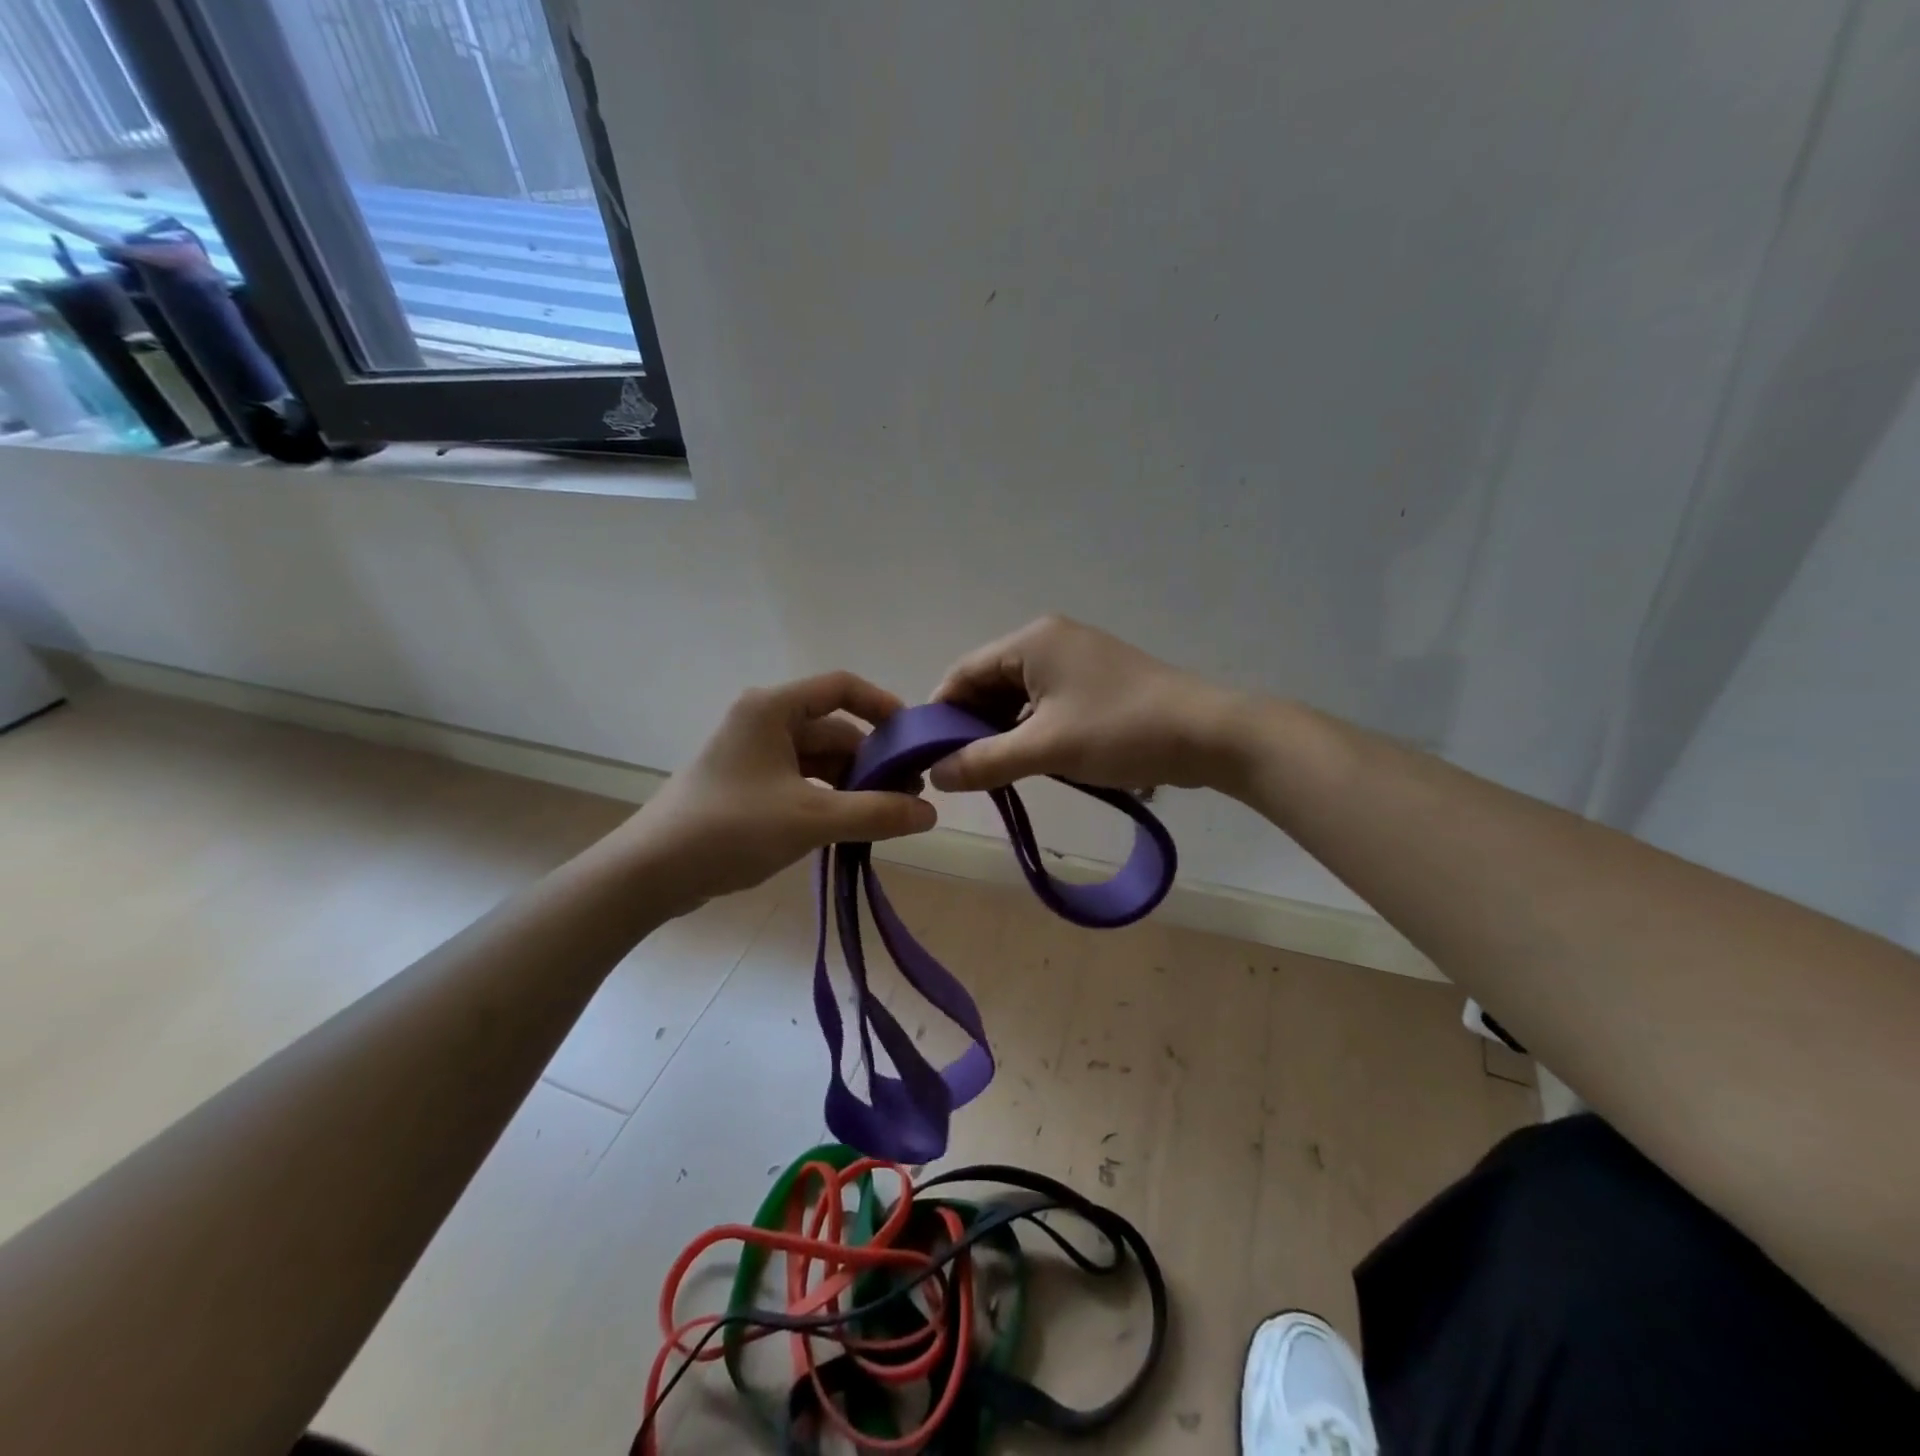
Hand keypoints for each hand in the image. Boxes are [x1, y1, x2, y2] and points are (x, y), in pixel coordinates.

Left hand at [618, 671, 936, 913]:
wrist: (651, 873)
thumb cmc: (730, 829)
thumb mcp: (811, 819)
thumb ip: (876, 813)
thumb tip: (931, 813)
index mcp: (772, 709)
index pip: (841, 687)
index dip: (883, 706)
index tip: (915, 739)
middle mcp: (763, 722)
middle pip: (834, 729)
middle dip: (874, 760)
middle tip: (910, 796)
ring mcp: (754, 756)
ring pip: (820, 760)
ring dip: (854, 784)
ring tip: (887, 816)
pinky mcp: (749, 786)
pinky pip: (803, 781)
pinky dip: (830, 798)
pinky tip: (851, 825)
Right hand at [927, 616, 1247, 792]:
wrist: (1210, 734)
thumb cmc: (1120, 731)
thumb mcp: (1045, 749)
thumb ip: (984, 761)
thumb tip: (936, 775)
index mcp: (1032, 641)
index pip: (964, 672)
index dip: (940, 713)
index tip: (927, 755)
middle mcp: (1051, 640)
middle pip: (990, 682)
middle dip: (972, 725)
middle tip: (960, 770)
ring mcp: (1078, 660)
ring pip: (1019, 696)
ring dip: (1002, 731)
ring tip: (993, 771)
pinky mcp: (1098, 682)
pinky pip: (1046, 703)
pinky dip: (1031, 730)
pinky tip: (1031, 761)